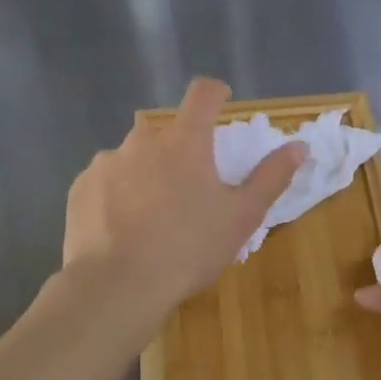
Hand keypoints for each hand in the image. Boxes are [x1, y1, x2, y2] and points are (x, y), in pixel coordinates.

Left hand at [63, 78, 303, 313]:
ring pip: (134, 157)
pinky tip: (122, 227)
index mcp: (184, 141)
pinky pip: (106, 180)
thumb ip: (270, 177)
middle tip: (188, 189)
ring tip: (151, 215)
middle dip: (179, 150)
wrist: (116, 287)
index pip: (202, 94)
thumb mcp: (241, 217)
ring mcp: (107, 162)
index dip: (215, 93)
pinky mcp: (81, 187)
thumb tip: (299, 146)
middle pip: (167, 132)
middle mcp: (143, 140)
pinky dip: (117, 194)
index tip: (221, 103)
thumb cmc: (188, 249)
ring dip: (145, 173)